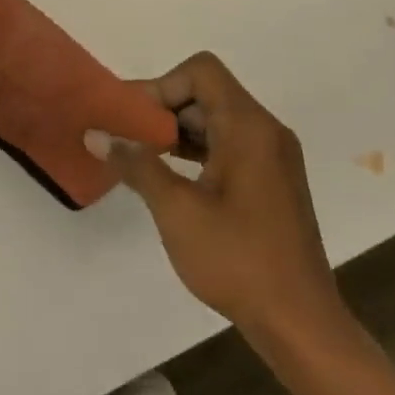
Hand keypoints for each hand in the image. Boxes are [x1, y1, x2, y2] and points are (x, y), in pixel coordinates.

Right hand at [89, 53, 350, 341]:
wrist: (300, 323)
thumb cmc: (237, 259)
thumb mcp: (176, 210)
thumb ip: (136, 164)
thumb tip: (94, 134)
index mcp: (248, 127)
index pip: (201, 72)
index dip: (161, 86)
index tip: (132, 119)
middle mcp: (265, 131)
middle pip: (207, 93)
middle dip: (163, 109)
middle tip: (126, 138)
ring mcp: (272, 156)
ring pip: (216, 119)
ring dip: (177, 130)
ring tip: (141, 158)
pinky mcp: (271, 181)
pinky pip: (229, 144)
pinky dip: (197, 150)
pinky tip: (170, 178)